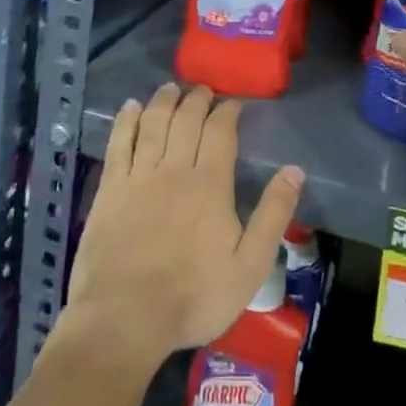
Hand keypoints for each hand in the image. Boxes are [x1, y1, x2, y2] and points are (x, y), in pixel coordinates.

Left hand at [58, 83, 303, 368]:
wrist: (124, 318)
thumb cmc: (193, 297)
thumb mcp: (249, 266)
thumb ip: (273, 215)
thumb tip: (295, 171)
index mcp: (210, 184)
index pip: (220, 131)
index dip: (227, 112)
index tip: (233, 103)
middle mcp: (174, 169)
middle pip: (186, 120)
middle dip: (197, 99)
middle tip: (203, 90)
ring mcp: (138, 176)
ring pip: (153, 123)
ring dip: (164, 101)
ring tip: (171, 88)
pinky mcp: (110, 189)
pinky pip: (119, 143)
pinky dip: (126, 120)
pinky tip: (130, 108)